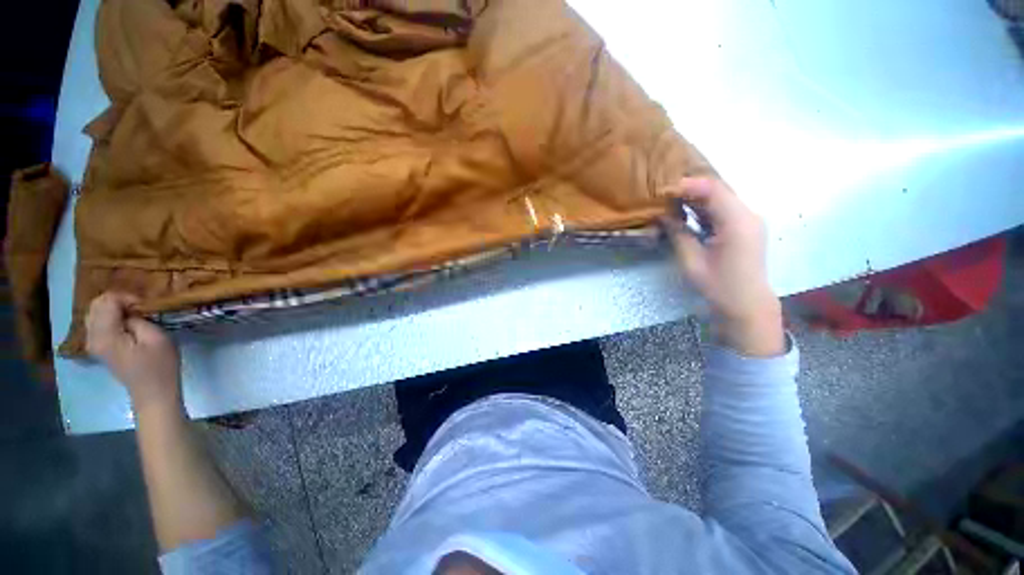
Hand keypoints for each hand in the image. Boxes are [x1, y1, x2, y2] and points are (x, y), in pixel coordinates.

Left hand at [86, 292, 182, 412]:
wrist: (153, 392)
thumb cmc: (160, 365)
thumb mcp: (156, 338)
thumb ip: (137, 320)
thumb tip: (129, 310)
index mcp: (105, 335)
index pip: (107, 301)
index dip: (126, 297)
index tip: (145, 305)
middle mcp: (92, 337)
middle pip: (96, 305)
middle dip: (118, 300)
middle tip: (140, 307)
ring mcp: (93, 343)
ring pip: (94, 312)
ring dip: (113, 308)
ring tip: (134, 313)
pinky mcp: (98, 347)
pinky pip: (96, 323)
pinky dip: (109, 316)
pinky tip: (124, 322)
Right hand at [661, 177, 784, 356]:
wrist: (746, 304)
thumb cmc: (718, 286)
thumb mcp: (692, 261)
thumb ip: (679, 233)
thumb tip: (663, 215)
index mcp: (738, 222)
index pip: (713, 190)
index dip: (687, 185)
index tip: (663, 190)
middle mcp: (748, 214)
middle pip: (719, 190)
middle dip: (690, 189)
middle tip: (664, 194)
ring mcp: (749, 220)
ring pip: (721, 197)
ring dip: (696, 197)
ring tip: (671, 201)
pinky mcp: (746, 226)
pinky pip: (724, 209)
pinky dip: (704, 207)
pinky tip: (687, 212)